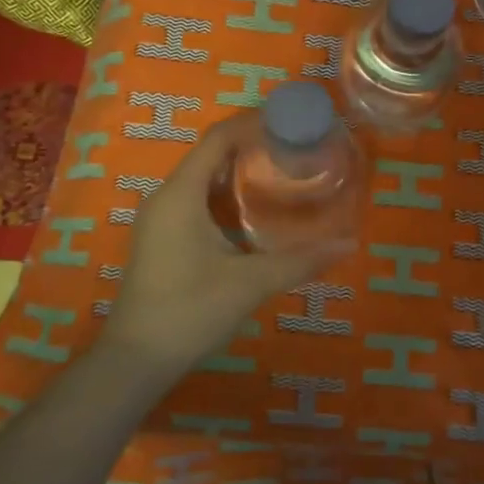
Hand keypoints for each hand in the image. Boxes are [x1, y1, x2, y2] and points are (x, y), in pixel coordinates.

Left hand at [103, 115, 354, 372]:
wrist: (136, 361)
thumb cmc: (189, 311)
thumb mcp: (250, 283)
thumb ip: (299, 260)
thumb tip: (348, 244)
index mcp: (181, 195)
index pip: (217, 139)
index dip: (251, 124)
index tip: (290, 122)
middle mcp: (166, 198)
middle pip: (211, 155)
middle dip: (252, 147)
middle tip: (295, 149)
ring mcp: (160, 220)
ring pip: (204, 179)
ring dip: (240, 172)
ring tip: (283, 173)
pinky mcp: (162, 239)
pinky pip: (197, 200)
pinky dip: (227, 195)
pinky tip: (255, 211)